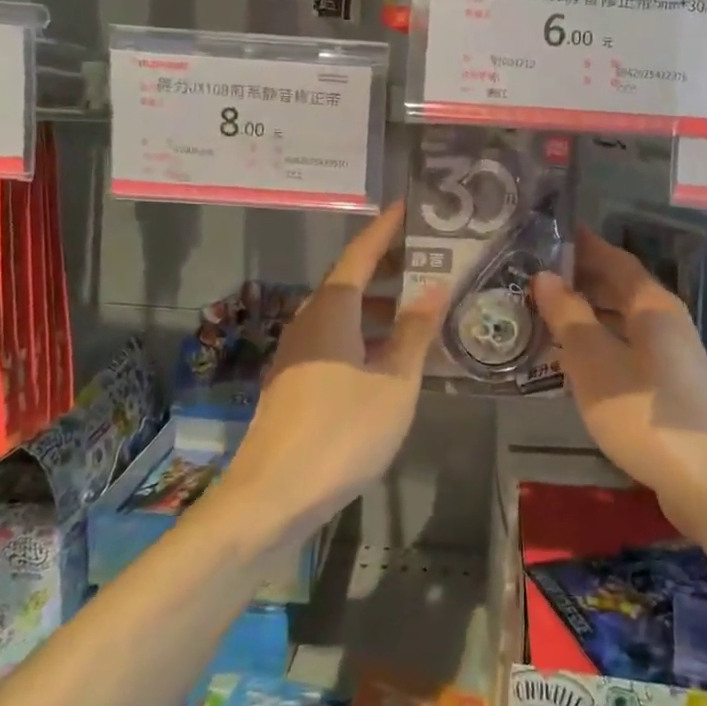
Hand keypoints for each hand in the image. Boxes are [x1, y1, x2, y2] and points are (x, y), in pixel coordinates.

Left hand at [218, 204, 445, 544]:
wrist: (271, 496)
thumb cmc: (341, 433)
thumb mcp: (394, 383)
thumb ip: (415, 333)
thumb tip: (435, 288)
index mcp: (332, 311)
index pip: (361, 254)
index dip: (385, 230)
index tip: (408, 208)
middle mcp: (310, 322)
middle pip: (350, 281)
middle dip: (388, 268)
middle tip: (428, 260)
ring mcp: (298, 353)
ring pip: (343, 314)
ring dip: (379, 305)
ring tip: (420, 309)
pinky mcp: (296, 380)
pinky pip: (336, 340)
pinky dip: (365, 334)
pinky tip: (392, 356)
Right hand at [532, 226, 706, 530]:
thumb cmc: (643, 412)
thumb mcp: (593, 361)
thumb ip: (568, 316)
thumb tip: (545, 276)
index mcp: (653, 306)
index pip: (616, 260)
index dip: (586, 246)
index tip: (555, 233)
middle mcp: (668, 322)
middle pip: (623, 289)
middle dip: (584, 280)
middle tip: (540, 276)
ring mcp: (675, 357)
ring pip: (625, 322)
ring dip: (591, 314)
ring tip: (550, 315)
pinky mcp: (674, 388)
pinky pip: (630, 349)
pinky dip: (603, 343)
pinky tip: (579, 362)